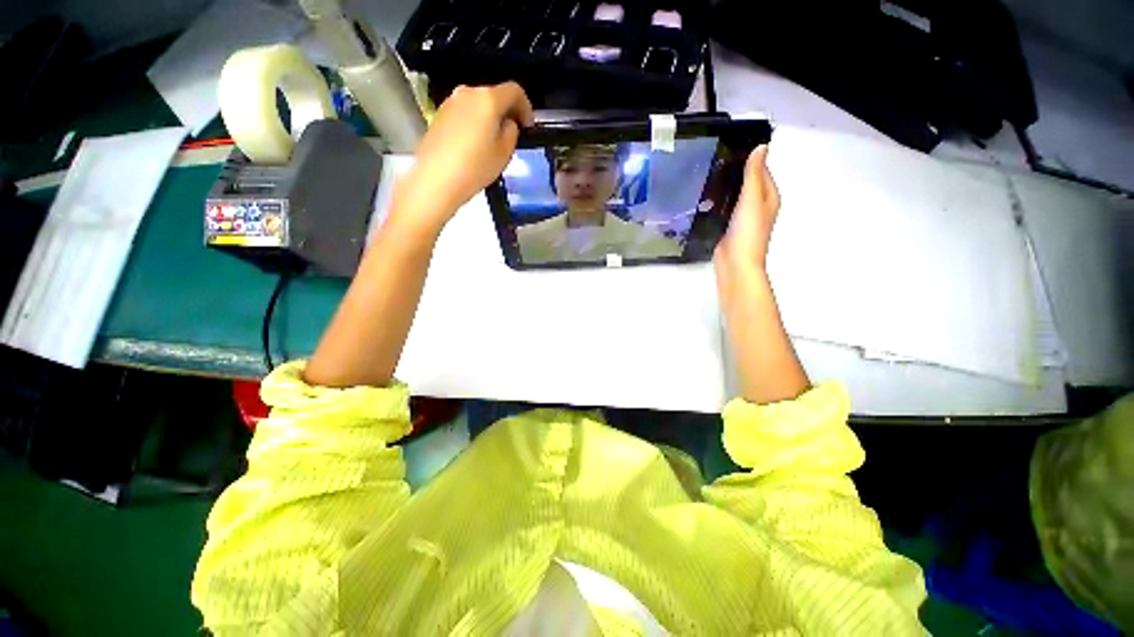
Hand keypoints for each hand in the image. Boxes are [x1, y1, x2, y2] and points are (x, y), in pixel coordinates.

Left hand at [397, 82, 534, 228]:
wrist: (436, 179)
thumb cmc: (475, 167)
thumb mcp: (504, 153)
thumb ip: (511, 132)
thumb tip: (508, 123)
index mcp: (488, 99)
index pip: (514, 90)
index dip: (526, 106)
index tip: (529, 125)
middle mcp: (467, 93)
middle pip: (494, 95)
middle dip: (507, 112)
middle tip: (513, 134)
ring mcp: (450, 102)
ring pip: (478, 104)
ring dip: (490, 118)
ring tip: (494, 142)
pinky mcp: (439, 115)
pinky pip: (465, 113)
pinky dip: (475, 123)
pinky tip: (476, 144)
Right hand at [714, 145, 778, 273]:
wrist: (735, 263)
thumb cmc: (747, 231)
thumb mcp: (751, 199)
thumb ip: (753, 174)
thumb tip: (761, 146)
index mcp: (769, 196)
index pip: (760, 170)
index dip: (748, 159)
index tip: (728, 149)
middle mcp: (757, 205)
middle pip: (746, 183)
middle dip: (733, 173)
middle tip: (712, 160)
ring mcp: (742, 217)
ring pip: (733, 196)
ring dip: (723, 187)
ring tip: (705, 175)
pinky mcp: (728, 227)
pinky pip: (723, 209)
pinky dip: (716, 202)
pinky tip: (703, 198)